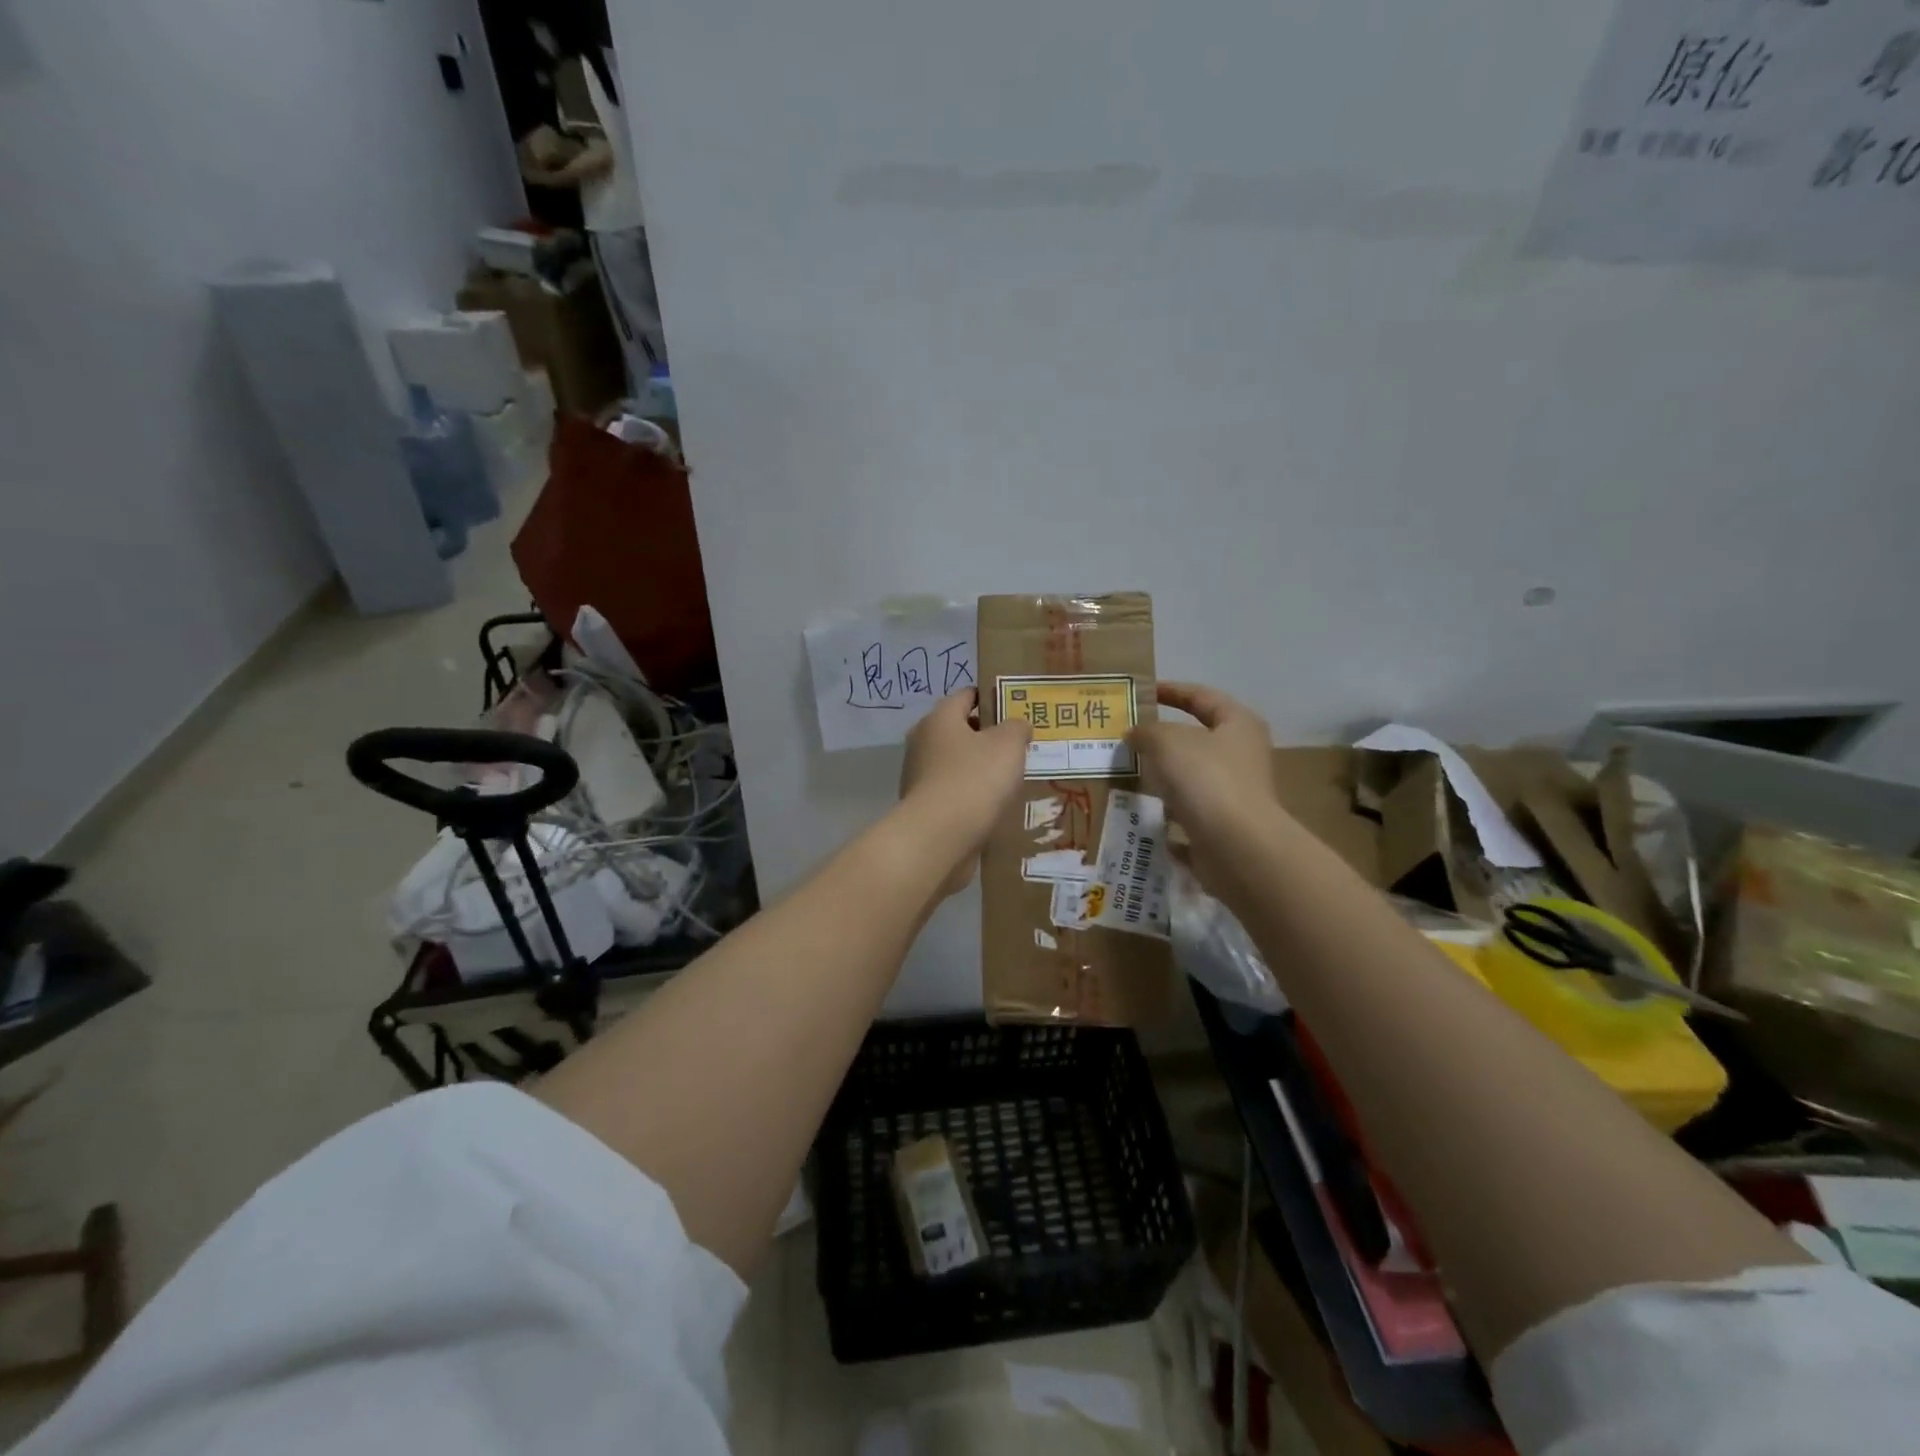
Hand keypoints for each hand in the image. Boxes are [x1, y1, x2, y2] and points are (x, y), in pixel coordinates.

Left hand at [899, 689, 1031, 896]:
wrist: (938, 837)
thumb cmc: (974, 779)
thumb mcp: (1008, 744)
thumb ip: (1016, 728)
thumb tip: (1016, 725)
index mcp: (940, 718)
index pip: (967, 695)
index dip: (992, 698)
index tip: (1017, 708)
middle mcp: (923, 741)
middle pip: (961, 730)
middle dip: (990, 736)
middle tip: (1022, 745)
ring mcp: (920, 775)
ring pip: (958, 763)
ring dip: (981, 768)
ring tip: (1013, 778)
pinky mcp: (924, 806)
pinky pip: (954, 791)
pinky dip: (972, 794)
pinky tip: (994, 805)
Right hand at [1129, 683, 1278, 875]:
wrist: (1235, 847)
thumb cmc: (1206, 779)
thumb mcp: (1166, 742)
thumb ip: (1146, 732)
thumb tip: (1135, 735)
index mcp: (1238, 724)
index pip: (1202, 697)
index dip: (1172, 691)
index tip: (1142, 693)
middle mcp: (1242, 756)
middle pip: (1198, 739)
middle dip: (1163, 738)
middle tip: (1128, 737)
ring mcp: (1235, 794)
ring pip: (1192, 778)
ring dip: (1163, 777)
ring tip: (1128, 775)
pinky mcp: (1223, 827)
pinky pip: (1188, 814)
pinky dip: (1167, 815)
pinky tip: (1141, 816)